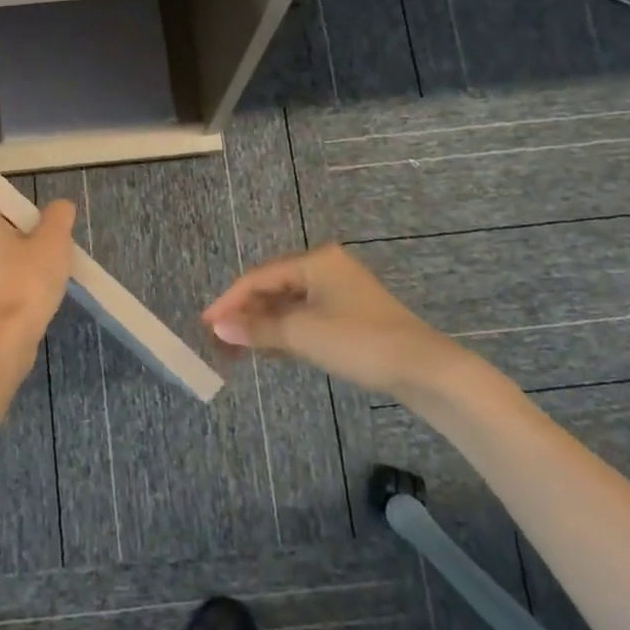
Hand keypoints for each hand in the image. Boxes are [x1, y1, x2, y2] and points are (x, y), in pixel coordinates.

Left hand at [0, 168, 76, 340]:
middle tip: (38, 226)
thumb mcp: (54, 243)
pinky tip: (33, 285)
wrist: (3, 342)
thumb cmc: (25, 282)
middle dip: (5, 219)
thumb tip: (59, 207)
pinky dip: (7, 273)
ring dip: (8, 248)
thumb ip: (57, 218)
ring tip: (42, 259)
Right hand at [202, 243, 471, 400]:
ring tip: (239, 349)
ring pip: (289, 305)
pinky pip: (306, 318)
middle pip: (273, 288)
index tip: (206, 324)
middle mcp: (326, 269)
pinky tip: (270, 350)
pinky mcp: (350, 316)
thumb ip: (258, 329)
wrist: (423, 368)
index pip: (259, 277)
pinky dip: (286, 332)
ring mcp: (340, 292)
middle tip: (220, 339)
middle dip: (246, 314)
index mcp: (315, 261)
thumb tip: (218, 328)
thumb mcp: (302, 334)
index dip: (230, 301)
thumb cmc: (358, 341)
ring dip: (264, 325)